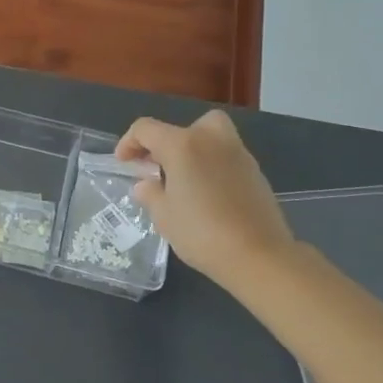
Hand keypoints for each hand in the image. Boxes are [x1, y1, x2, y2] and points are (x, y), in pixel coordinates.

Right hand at [116, 110, 297, 295]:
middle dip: (166, 142)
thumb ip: (150, 193)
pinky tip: (206, 194)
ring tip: (182, 181)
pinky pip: (225, 157)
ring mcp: (238, 153)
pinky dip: (211, 165)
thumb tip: (146, 185)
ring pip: (209, 137)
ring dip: (192, 152)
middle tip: (158, 166)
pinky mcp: (255, 171)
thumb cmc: (201, 233)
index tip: (124, 163)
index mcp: (182, 145)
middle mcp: (211, 139)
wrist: (259, 255)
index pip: (146, 129)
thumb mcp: (163, 215)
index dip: (128, 142)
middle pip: (183, 126)